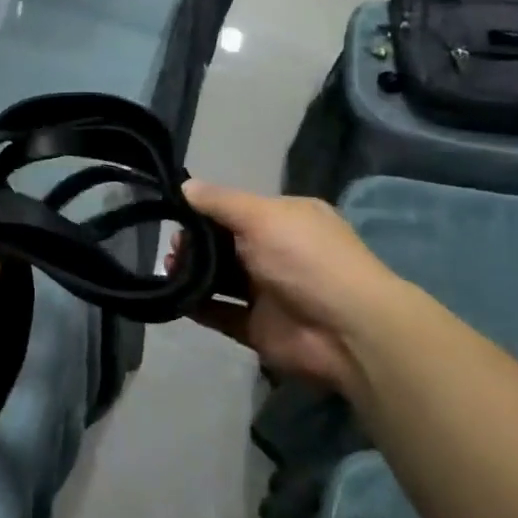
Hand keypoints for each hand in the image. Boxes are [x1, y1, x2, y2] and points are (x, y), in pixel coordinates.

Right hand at [184, 181, 409, 393]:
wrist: (348, 331)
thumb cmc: (306, 258)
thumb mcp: (262, 215)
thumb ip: (220, 202)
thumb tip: (184, 186)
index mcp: (286, 221)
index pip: (239, 210)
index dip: (207, 211)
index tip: (176, 213)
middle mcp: (277, 253)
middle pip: (225, 244)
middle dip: (194, 242)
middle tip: (172, 246)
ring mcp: (267, 292)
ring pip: (219, 278)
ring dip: (191, 272)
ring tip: (169, 268)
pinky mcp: (257, 327)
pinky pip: (219, 313)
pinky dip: (197, 305)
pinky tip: (173, 296)